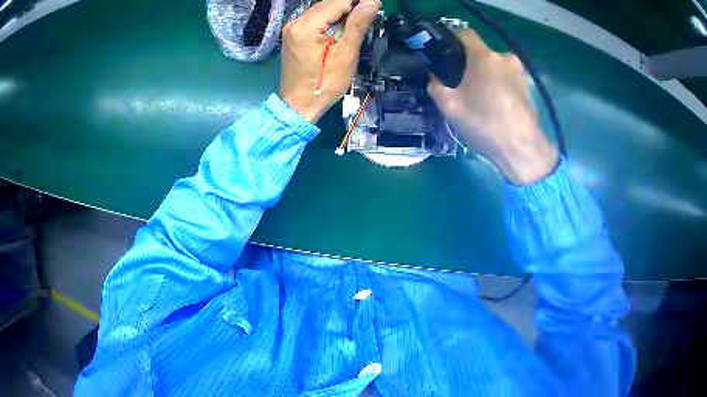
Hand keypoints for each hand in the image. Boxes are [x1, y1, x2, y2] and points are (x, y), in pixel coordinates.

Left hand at [280, 0, 380, 121]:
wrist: (299, 105)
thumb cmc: (324, 84)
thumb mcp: (345, 54)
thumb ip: (357, 25)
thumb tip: (371, 3)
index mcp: (306, 26)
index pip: (336, 2)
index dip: (358, 2)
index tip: (377, 6)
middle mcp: (295, 23)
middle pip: (327, 4)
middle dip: (350, 6)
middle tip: (372, 12)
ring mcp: (292, 29)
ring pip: (322, 11)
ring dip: (342, 12)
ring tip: (360, 19)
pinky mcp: (293, 36)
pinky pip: (315, 20)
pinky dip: (331, 20)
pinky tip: (343, 27)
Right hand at [428, 29, 558, 184]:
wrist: (522, 150)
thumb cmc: (484, 124)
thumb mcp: (450, 107)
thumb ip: (436, 86)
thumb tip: (433, 77)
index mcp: (484, 57)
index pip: (464, 33)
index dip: (451, 38)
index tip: (442, 51)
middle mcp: (504, 57)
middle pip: (480, 53)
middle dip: (468, 63)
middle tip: (459, 83)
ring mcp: (520, 72)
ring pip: (494, 66)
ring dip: (484, 75)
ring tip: (478, 97)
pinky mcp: (528, 86)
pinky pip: (506, 77)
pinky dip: (498, 84)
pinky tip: (494, 105)